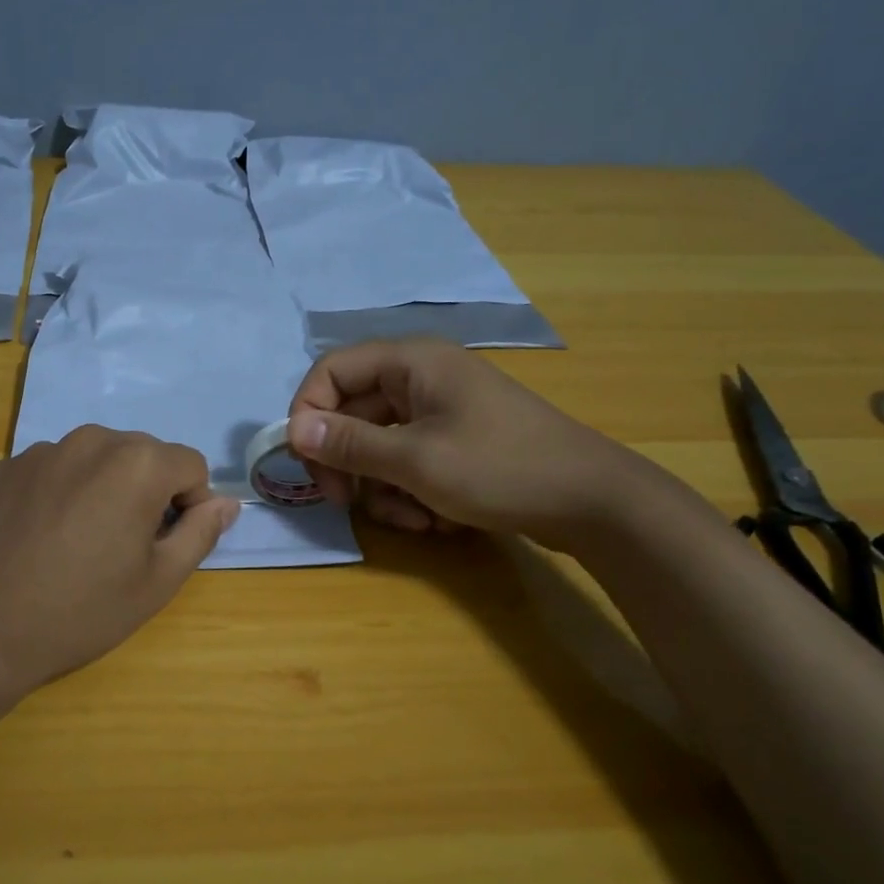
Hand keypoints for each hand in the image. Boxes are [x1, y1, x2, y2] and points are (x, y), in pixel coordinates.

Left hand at [0, 426, 239, 692]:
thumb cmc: (80, 611)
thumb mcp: (157, 582)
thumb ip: (200, 533)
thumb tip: (227, 503)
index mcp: (137, 463)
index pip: (190, 466)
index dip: (190, 505)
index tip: (166, 543)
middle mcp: (90, 441)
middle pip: (143, 455)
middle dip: (148, 491)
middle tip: (124, 545)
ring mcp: (40, 450)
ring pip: (95, 459)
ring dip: (102, 487)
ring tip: (78, 540)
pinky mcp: (3, 467)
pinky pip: (51, 469)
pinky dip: (59, 492)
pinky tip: (39, 537)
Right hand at [286, 339, 661, 548]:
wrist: (592, 502)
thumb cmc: (500, 468)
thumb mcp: (415, 460)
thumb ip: (349, 444)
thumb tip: (292, 430)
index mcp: (412, 363)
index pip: (332, 371)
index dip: (309, 412)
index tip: (308, 462)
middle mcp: (421, 379)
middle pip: (352, 413)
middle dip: (348, 464)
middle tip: (345, 502)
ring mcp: (440, 414)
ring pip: (378, 447)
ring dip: (383, 489)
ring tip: (414, 518)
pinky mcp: (454, 445)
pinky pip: (408, 464)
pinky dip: (411, 494)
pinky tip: (437, 520)